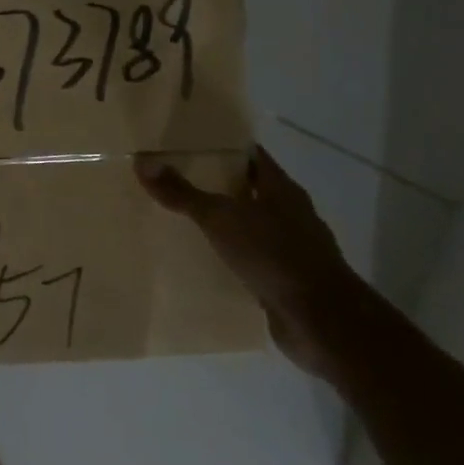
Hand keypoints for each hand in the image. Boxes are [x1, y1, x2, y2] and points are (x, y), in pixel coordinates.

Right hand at [135, 147, 373, 381]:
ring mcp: (292, 248)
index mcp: (282, 190)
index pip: (252, 157)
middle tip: (177, 181)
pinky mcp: (286, 279)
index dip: (224, 148)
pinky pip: (252, 259)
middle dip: (218, 186)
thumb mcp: (221, 218)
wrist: (320, 319)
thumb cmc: (273, 255)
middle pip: (251, 190)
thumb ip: (183, 193)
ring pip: (252, 226)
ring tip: (185, 221)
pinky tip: (206, 261)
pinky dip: (232, 257)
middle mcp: (291, 214)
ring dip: (225, 224)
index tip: (191, 145)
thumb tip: (143, 162)